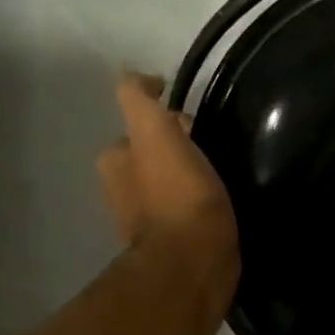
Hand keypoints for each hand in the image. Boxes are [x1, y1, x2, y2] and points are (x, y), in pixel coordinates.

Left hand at [97, 73, 239, 282]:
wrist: (194, 260)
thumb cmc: (176, 192)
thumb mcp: (155, 133)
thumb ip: (138, 100)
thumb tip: (130, 73)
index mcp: (116, 163)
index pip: (134, 125)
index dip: (159, 113)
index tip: (187, 111)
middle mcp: (122, 191)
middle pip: (148, 154)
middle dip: (171, 142)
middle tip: (205, 135)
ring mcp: (146, 220)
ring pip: (165, 181)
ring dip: (183, 170)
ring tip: (216, 163)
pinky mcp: (173, 242)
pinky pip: (182, 208)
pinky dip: (194, 197)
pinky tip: (217, 195)